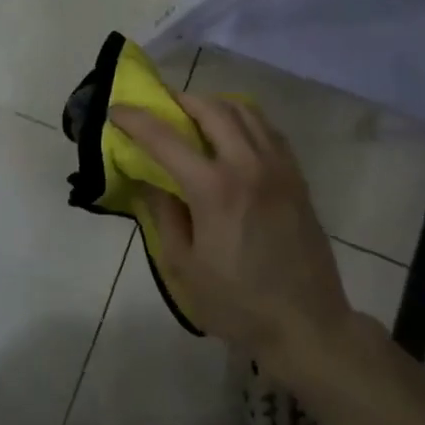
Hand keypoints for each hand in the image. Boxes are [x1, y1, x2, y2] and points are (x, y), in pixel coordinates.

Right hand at [111, 94, 349, 366]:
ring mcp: (278, 167)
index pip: (166, 139)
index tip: (117, 109)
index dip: (136, 119)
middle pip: (211, 109)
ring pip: (245, 112)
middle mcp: (248, 165)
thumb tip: (150, 181)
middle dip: (180, 100)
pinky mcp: (297, 177)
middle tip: (160, 106)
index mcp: (214, 189)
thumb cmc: (238, 304)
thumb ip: (164, 215)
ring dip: (214, 105)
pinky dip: (244, 120)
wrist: (307, 324)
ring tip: (195, 115)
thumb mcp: (184, 267)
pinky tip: (233, 134)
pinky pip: (268, 130)